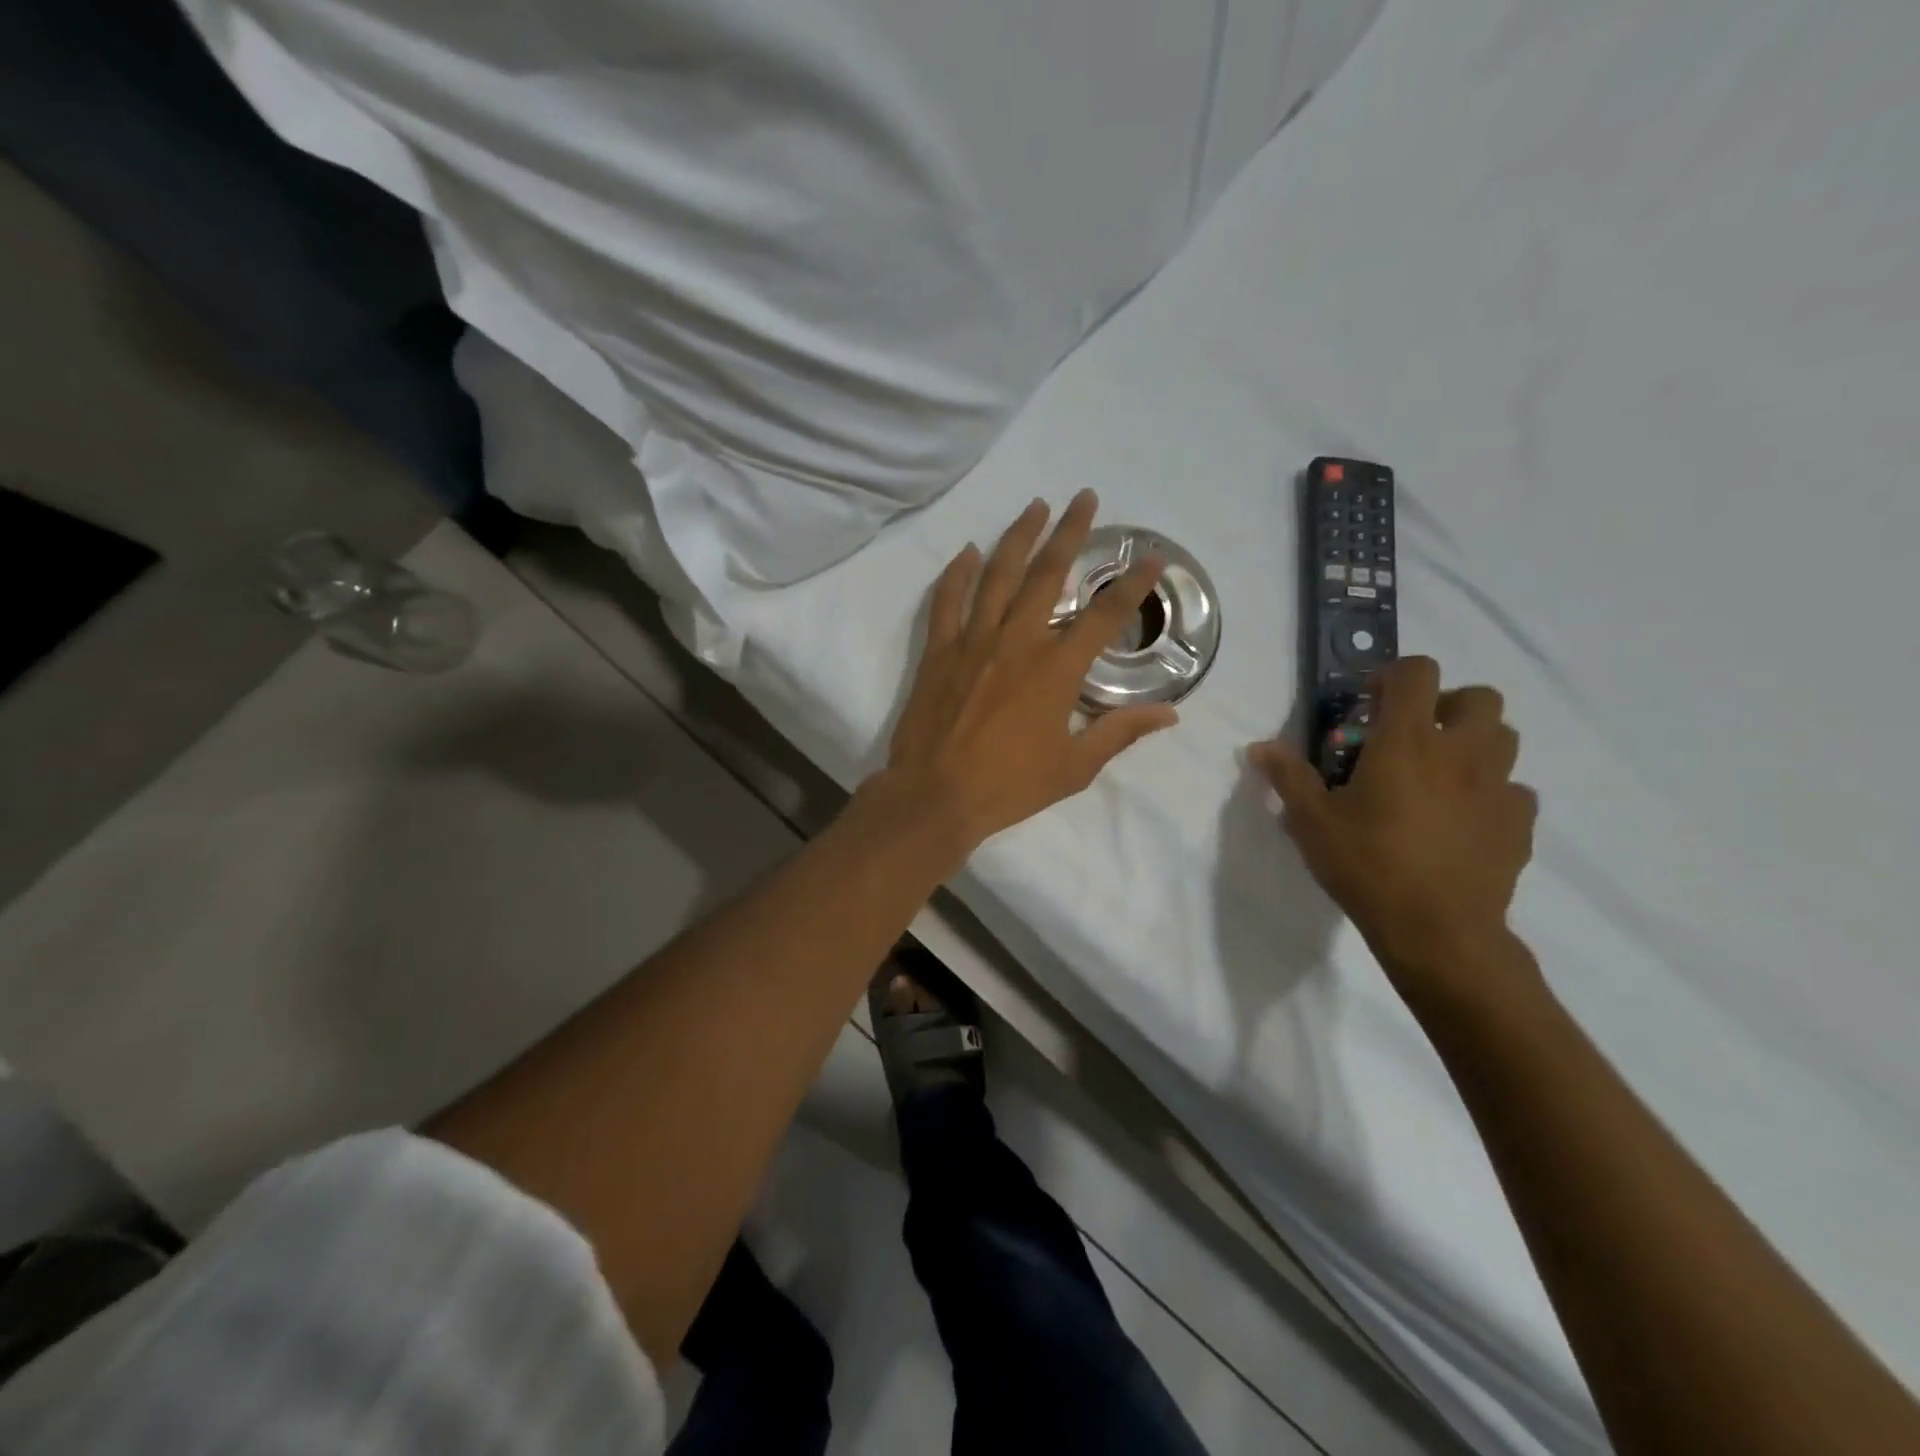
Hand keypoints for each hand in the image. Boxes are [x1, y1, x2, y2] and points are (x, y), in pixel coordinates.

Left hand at [870, 490, 1178, 854]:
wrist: (935, 795)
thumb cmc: (1009, 785)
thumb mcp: (1074, 767)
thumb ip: (1120, 733)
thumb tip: (1169, 713)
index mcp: (1056, 668)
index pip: (1104, 615)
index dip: (1133, 584)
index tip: (1152, 558)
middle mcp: (1017, 640)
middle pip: (1047, 573)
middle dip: (1069, 532)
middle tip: (1084, 498)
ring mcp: (973, 640)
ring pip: (997, 575)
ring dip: (1017, 537)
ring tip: (1034, 507)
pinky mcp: (939, 651)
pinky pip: (947, 601)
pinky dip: (957, 574)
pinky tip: (966, 552)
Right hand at [1249, 657, 1538, 998]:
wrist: (1437, 931)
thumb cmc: (1367, 865)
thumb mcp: (1311, 821)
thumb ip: (1288, 777)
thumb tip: (1259, 747)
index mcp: (1408, 741)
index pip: (1417, 672)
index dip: (1394, 676)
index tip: (1371, 705)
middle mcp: (1461, 752)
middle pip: (1479, 697)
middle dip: (1447, 705)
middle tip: (1415, 736)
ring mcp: (1498, 787)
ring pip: (1504, 738)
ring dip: (1474, 743)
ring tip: (1440, 774)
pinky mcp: (1519, 823)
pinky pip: (1514, 790)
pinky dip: (1491, 793)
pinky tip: (1464, 820)